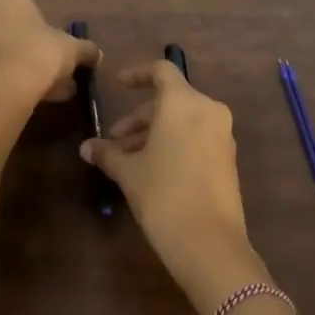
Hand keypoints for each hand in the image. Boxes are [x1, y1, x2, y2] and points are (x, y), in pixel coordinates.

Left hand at [0, 0, 98, 104]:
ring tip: (37, 91)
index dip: (44, 30)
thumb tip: (96, 54)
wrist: (5, 87)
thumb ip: (85, 49)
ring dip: (14, 65)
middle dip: (27, 48)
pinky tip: (18, 98)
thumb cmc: (41, 52)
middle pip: (9, 28)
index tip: (55, 51)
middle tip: (47, 71)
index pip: (28, 7)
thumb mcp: (72, 49)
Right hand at [82, 60, 265, 310]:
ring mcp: (222, 133)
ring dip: (155, 132)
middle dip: (140, 116)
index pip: (161, 71)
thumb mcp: (129, 172)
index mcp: (183, 102)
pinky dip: (174, 142)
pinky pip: (197, 136)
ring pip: (183, 120)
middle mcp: (207, 109)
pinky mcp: (228, 157)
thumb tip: (86, 147)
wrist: (210, 243)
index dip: (137, 74)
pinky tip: (153, 169)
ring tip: (129, 159)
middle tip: (115, 140)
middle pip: (170, 99)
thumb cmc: (164, 196)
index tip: (118, 85)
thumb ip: (108, 153)